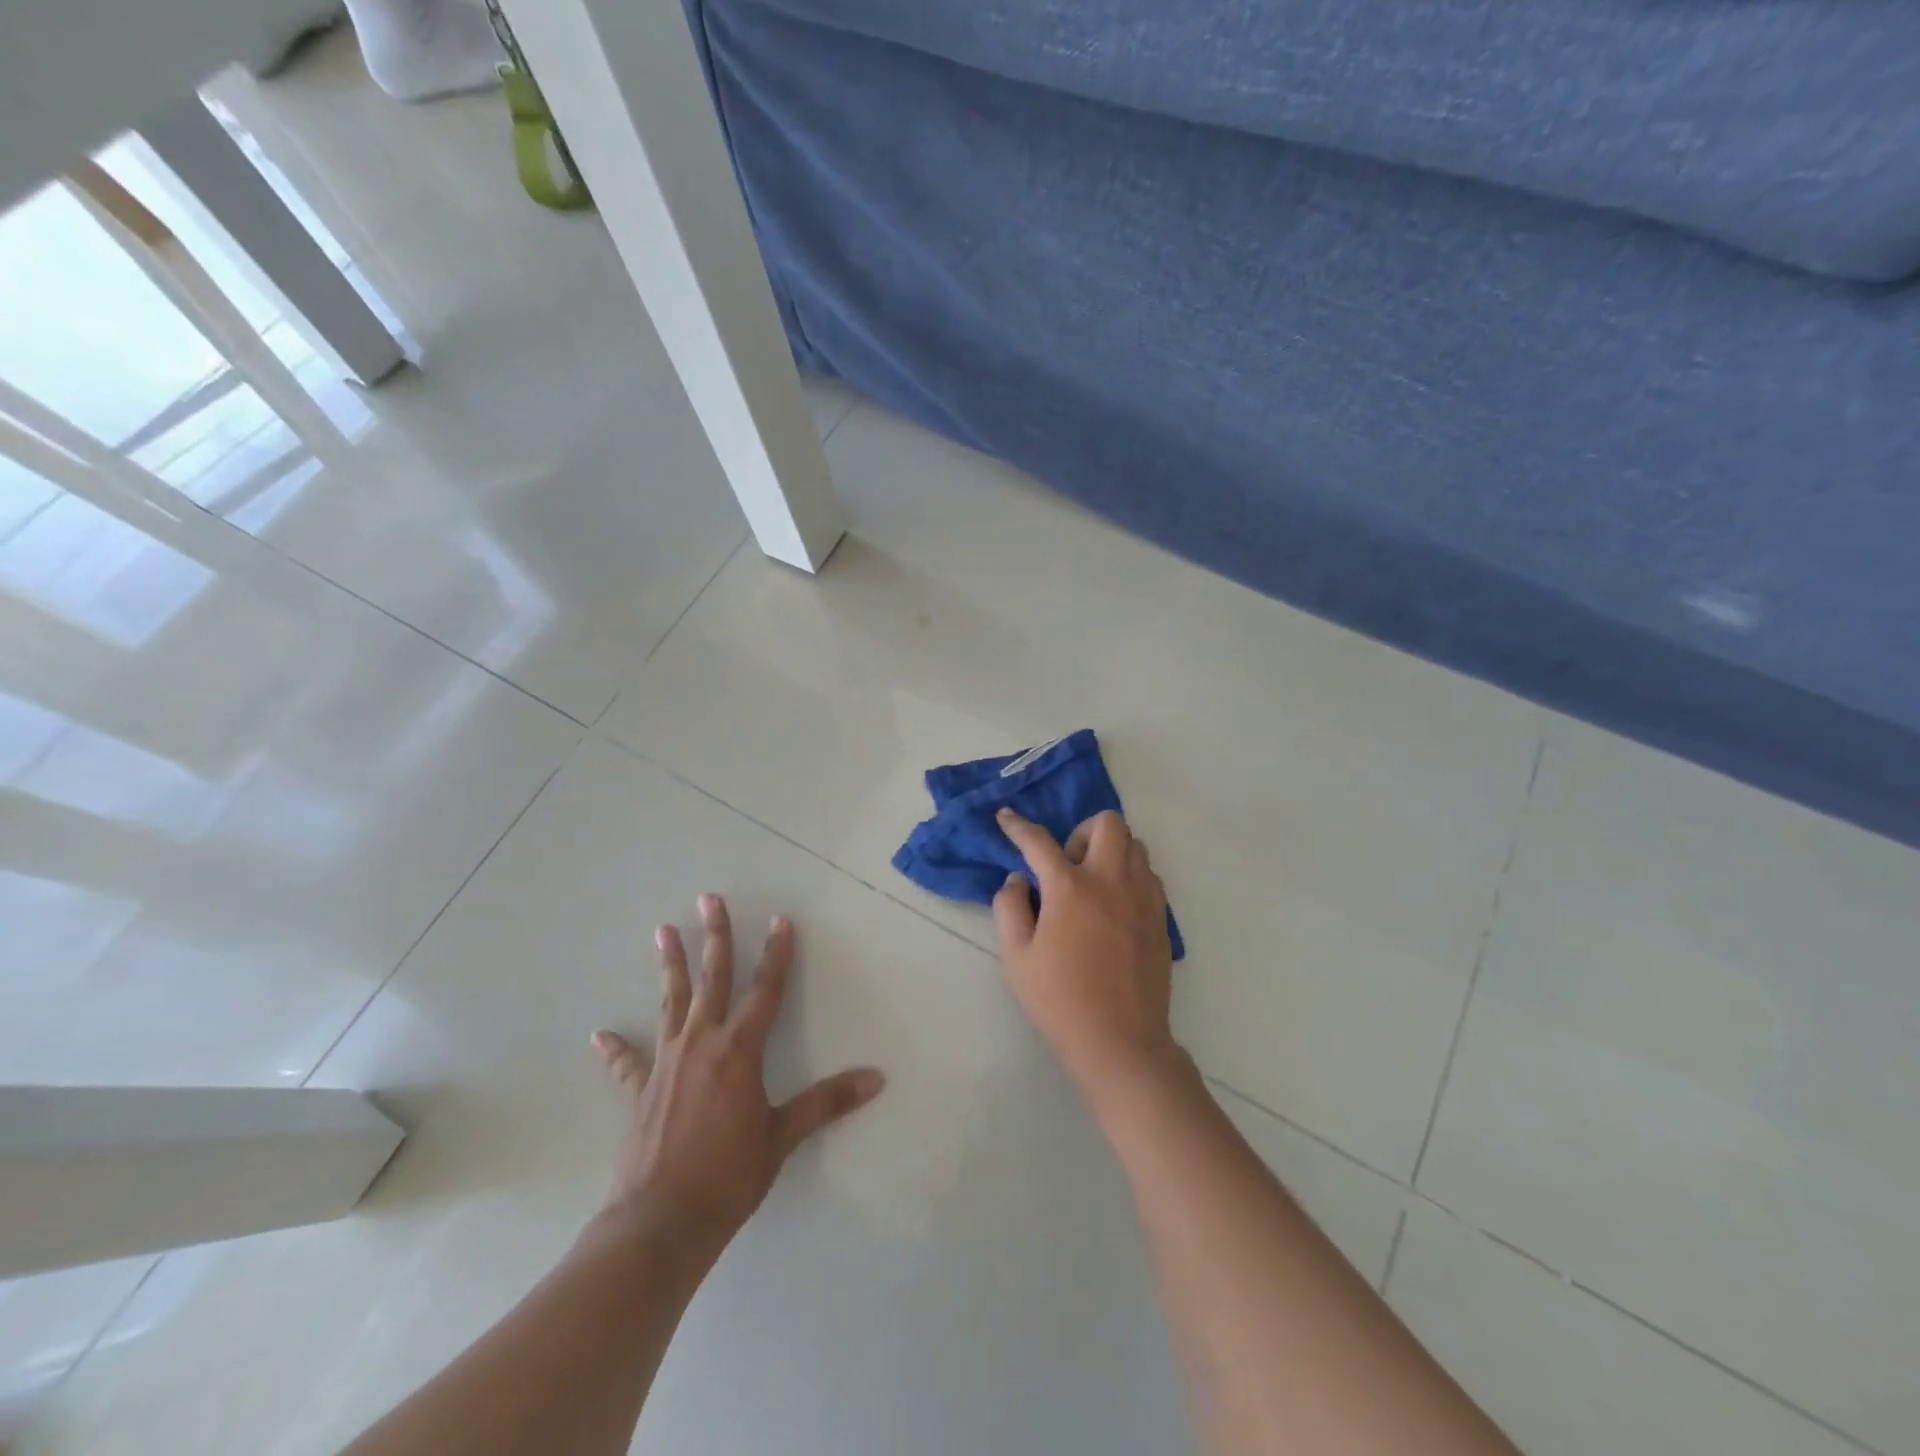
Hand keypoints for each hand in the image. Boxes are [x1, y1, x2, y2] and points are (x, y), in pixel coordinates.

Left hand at [589, 895, 883, 1263]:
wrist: (660, 1224)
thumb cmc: (729, 1176)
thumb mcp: (782, 1137)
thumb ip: (826, 1102)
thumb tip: (875, 1079)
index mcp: (739, 1050)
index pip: (766, 990)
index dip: (777, 954)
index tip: (781, 920)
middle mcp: (701, 1044)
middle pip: (712, 979)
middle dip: (715, 937)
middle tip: (709, 899)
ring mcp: (666, 1065)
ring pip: (671, 1003)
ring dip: (669, 966)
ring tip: (663, 931)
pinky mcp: (640, 1092)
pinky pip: (628, 1063)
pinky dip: (616, 1049)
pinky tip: (601, 1034)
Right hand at [992, 809, 1180, 1104]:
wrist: (1120, 1041)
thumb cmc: (1060, 1000)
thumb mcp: (1016, 957)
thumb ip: (1010, 908)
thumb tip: (1018, 880)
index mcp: (1070, 888)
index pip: (1039, 842)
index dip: (1018, 826)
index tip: (1006, 817)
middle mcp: (1111, 881)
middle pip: (1108, 823)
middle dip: (1082, 830)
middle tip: (1067, 863)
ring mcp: (1142, 898)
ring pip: (1135, 845)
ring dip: (1110, 851)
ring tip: (1092, 884)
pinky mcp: (1160, 918)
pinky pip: (1149, 875)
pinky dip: (1130, 875)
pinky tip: (1114, 906)